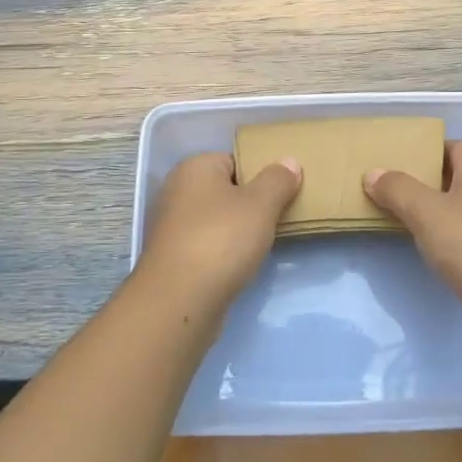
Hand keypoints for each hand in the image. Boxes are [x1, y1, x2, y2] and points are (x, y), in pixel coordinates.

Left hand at [137, 151, 301, 311]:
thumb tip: (289, 162)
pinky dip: (224, 252)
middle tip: (279, 217)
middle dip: (251, 204)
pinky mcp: (174, 257)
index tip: (283, 193)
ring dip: (239, 231)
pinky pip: (208, 244)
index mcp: (194, 167)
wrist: (179, 301)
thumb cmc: (221, 240)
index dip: (260, 175)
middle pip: (226, 190)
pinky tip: (241, 265)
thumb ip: (278, 180)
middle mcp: (178, 190)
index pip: (235, 160)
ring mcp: (172, 226)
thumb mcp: (260, 204)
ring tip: (264, 243)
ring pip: (217, 219)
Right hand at [364, 141, 461, 314]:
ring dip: (432, 211)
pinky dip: (445, 236)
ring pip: (459, 208)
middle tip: (387, 187)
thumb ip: (397, 189)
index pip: (451, 146)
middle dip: (422, 181)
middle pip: (453, 176)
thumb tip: (373, 173)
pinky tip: (425, 247)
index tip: (393, 159)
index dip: (423, 149)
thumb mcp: (426, 211)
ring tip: (397, 215)